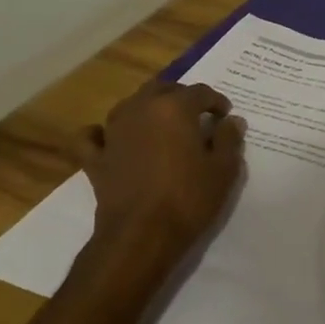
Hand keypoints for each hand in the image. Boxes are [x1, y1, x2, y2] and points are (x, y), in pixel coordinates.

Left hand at [77, 81, 246, 257]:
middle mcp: (140, 109)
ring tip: (163, 125)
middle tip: (197, 115)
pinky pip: (93, 136)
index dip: (216, 101)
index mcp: (174, 108)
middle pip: (162, 89)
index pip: (199, 92)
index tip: (225, 115)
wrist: (142, 234)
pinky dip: (102, 134)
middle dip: (181, 97)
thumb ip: (229, 139)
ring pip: (130, 105)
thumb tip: (231, 121)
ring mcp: (112, 132)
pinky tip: (111, 139)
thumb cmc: (189, 198)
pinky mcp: (95, 157)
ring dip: (148, 108)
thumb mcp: (223, 169)